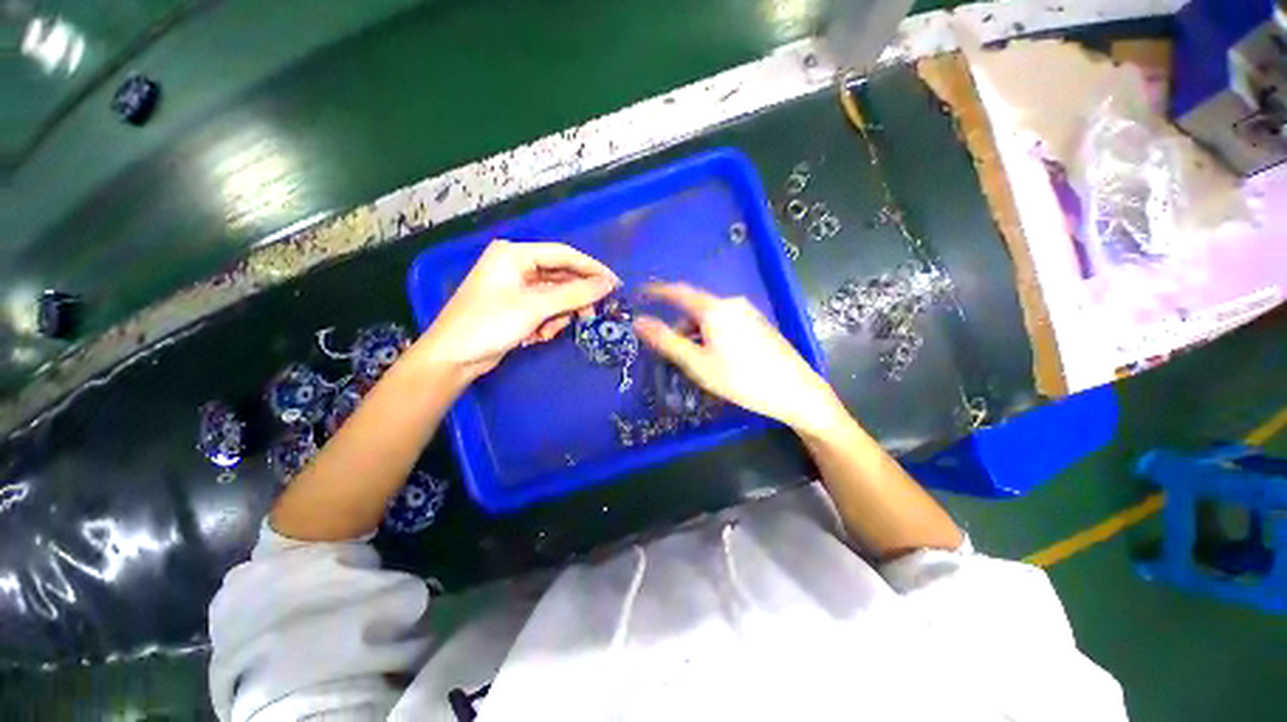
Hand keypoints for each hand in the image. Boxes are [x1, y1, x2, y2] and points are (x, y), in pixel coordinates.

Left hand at [415, 240, 618, 379]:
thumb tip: (608, 284)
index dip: (591, 269)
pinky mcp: (517, 306)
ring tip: (547, 332)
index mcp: (515, 254)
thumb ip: (575, 294)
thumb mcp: (536, 307)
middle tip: (589, 316)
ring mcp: (516, 287)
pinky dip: (547, 323)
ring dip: (558, 316)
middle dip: (572, 300)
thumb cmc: (490, 324)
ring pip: (555, 297)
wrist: (453, 358)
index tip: (614, 284)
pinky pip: (545, 309)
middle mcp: (517, 266)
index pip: (564, 255)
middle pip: (561, 277)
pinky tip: (537, 336)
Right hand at [633, 283, 843, 436]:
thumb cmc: (741, 378)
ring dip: (696, 334)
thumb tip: (638, 321)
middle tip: (672, 353)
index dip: (657, 291)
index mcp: (714, 309)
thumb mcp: (698, 363)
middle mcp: (731, 304)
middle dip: (679, 327)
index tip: (641, 292)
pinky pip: (726, 323)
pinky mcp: (759, 324)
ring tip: (697, 362)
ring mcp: (748, 313)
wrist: (794, 390)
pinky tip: (718, 359)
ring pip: (711, 318)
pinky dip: (712, 335)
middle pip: (695, 309)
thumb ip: (666, 341)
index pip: (678, 292)